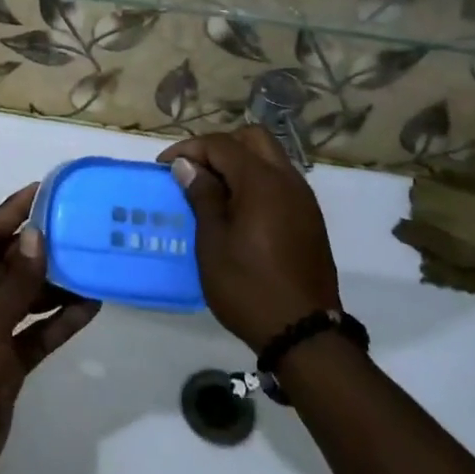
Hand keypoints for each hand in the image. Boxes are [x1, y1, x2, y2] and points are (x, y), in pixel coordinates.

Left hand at [0, 185, 99, 473]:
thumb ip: (16, 281)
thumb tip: (35, 235)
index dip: (11, 211)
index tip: (42, 190)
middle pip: (7, 263)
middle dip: (39, 248)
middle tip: (76, 227)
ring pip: (25, 297)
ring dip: (54, 285)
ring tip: (89, 265)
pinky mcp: (6, 361)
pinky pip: (35, 331)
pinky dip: (58, 321)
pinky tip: (89, 307)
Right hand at [159, 127, 341, 350]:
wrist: (305, 335)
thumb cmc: (248, 287)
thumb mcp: (213, 243)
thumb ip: (202, 196)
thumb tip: (188, 166)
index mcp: (261, 181)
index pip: (221, 144)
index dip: (189, 149)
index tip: (165, 167)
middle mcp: (287, 179)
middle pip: (252, 138)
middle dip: (219, 146)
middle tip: (194, 170)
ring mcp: (303, 199)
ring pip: (269, 157)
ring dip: (240, 163)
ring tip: (213, 190)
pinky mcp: (310, 218)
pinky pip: (280, 181)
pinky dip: (256, 181)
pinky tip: (238, 210)